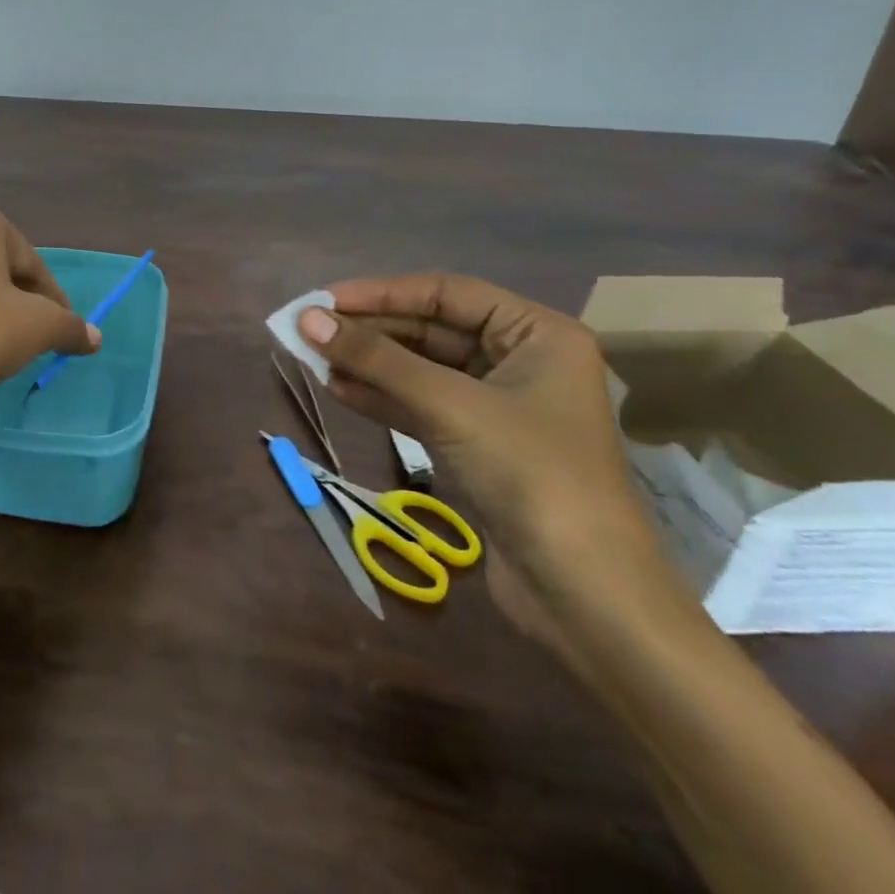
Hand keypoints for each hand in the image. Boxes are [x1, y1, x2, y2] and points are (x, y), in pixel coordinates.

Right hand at [299, 274, 687, 659]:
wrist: (587, 601)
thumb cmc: (533, 477)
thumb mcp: (450, 406)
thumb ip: (376, 359)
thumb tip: (307, 319)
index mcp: (537, 334)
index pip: (446, 293)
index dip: (382, 292)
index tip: (324, 300)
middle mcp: (520, 360)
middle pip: (431, 329)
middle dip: (371, 330)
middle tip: (309, 329)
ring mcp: (497, 406)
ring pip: (420, 368)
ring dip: (369, 363)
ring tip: (313, 356)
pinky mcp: (477, 445)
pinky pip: (420, 405)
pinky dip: (381, 396)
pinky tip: (338, 388)